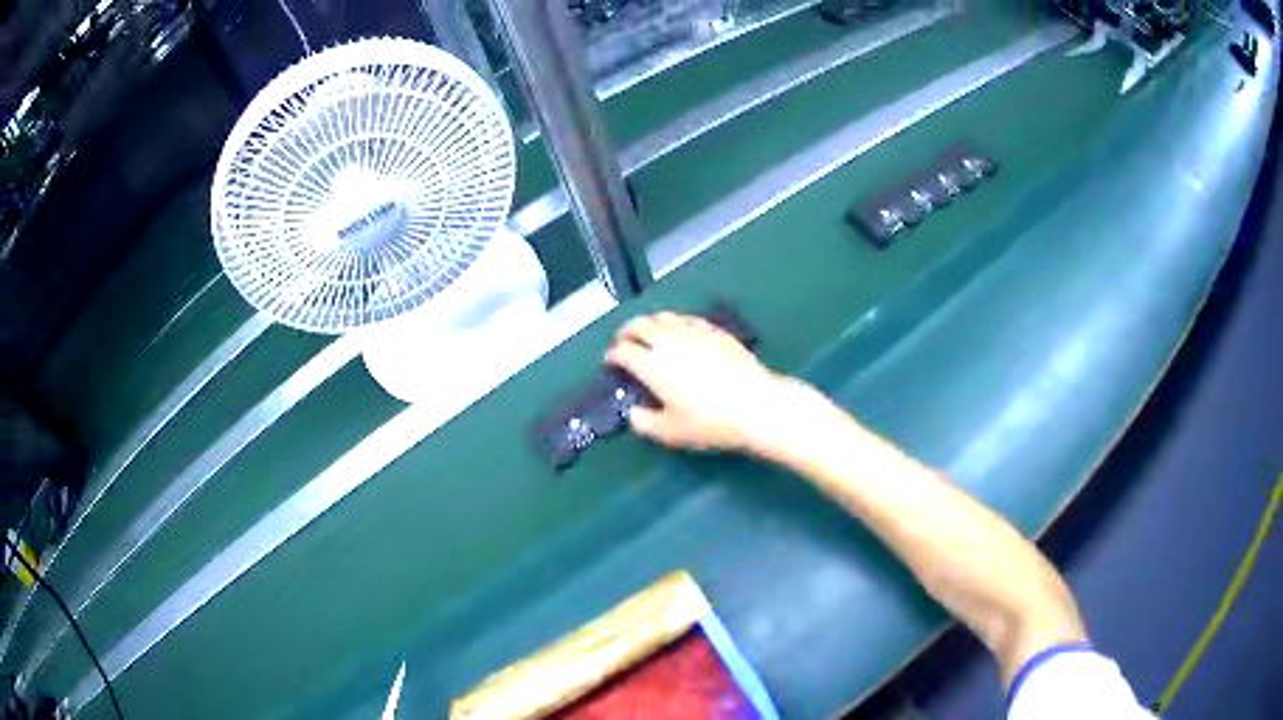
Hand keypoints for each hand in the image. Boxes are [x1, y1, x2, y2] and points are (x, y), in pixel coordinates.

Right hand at [605, 312, 808, 452]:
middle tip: (624, 342)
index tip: (610, 362)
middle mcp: (668, 341)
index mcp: (651, 364)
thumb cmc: (709, 422)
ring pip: (663, 316)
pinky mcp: (715, 331)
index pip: (623, 351)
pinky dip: (675, 323)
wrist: (755, 405)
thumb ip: (644, 422)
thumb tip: (633, 412)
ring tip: (649, 334)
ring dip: (650, 323)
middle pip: (639, 325)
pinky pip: (687, 319)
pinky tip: (680, 332)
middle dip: (626, 332)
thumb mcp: (670, 432)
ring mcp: (693, 331)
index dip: (612, 355)